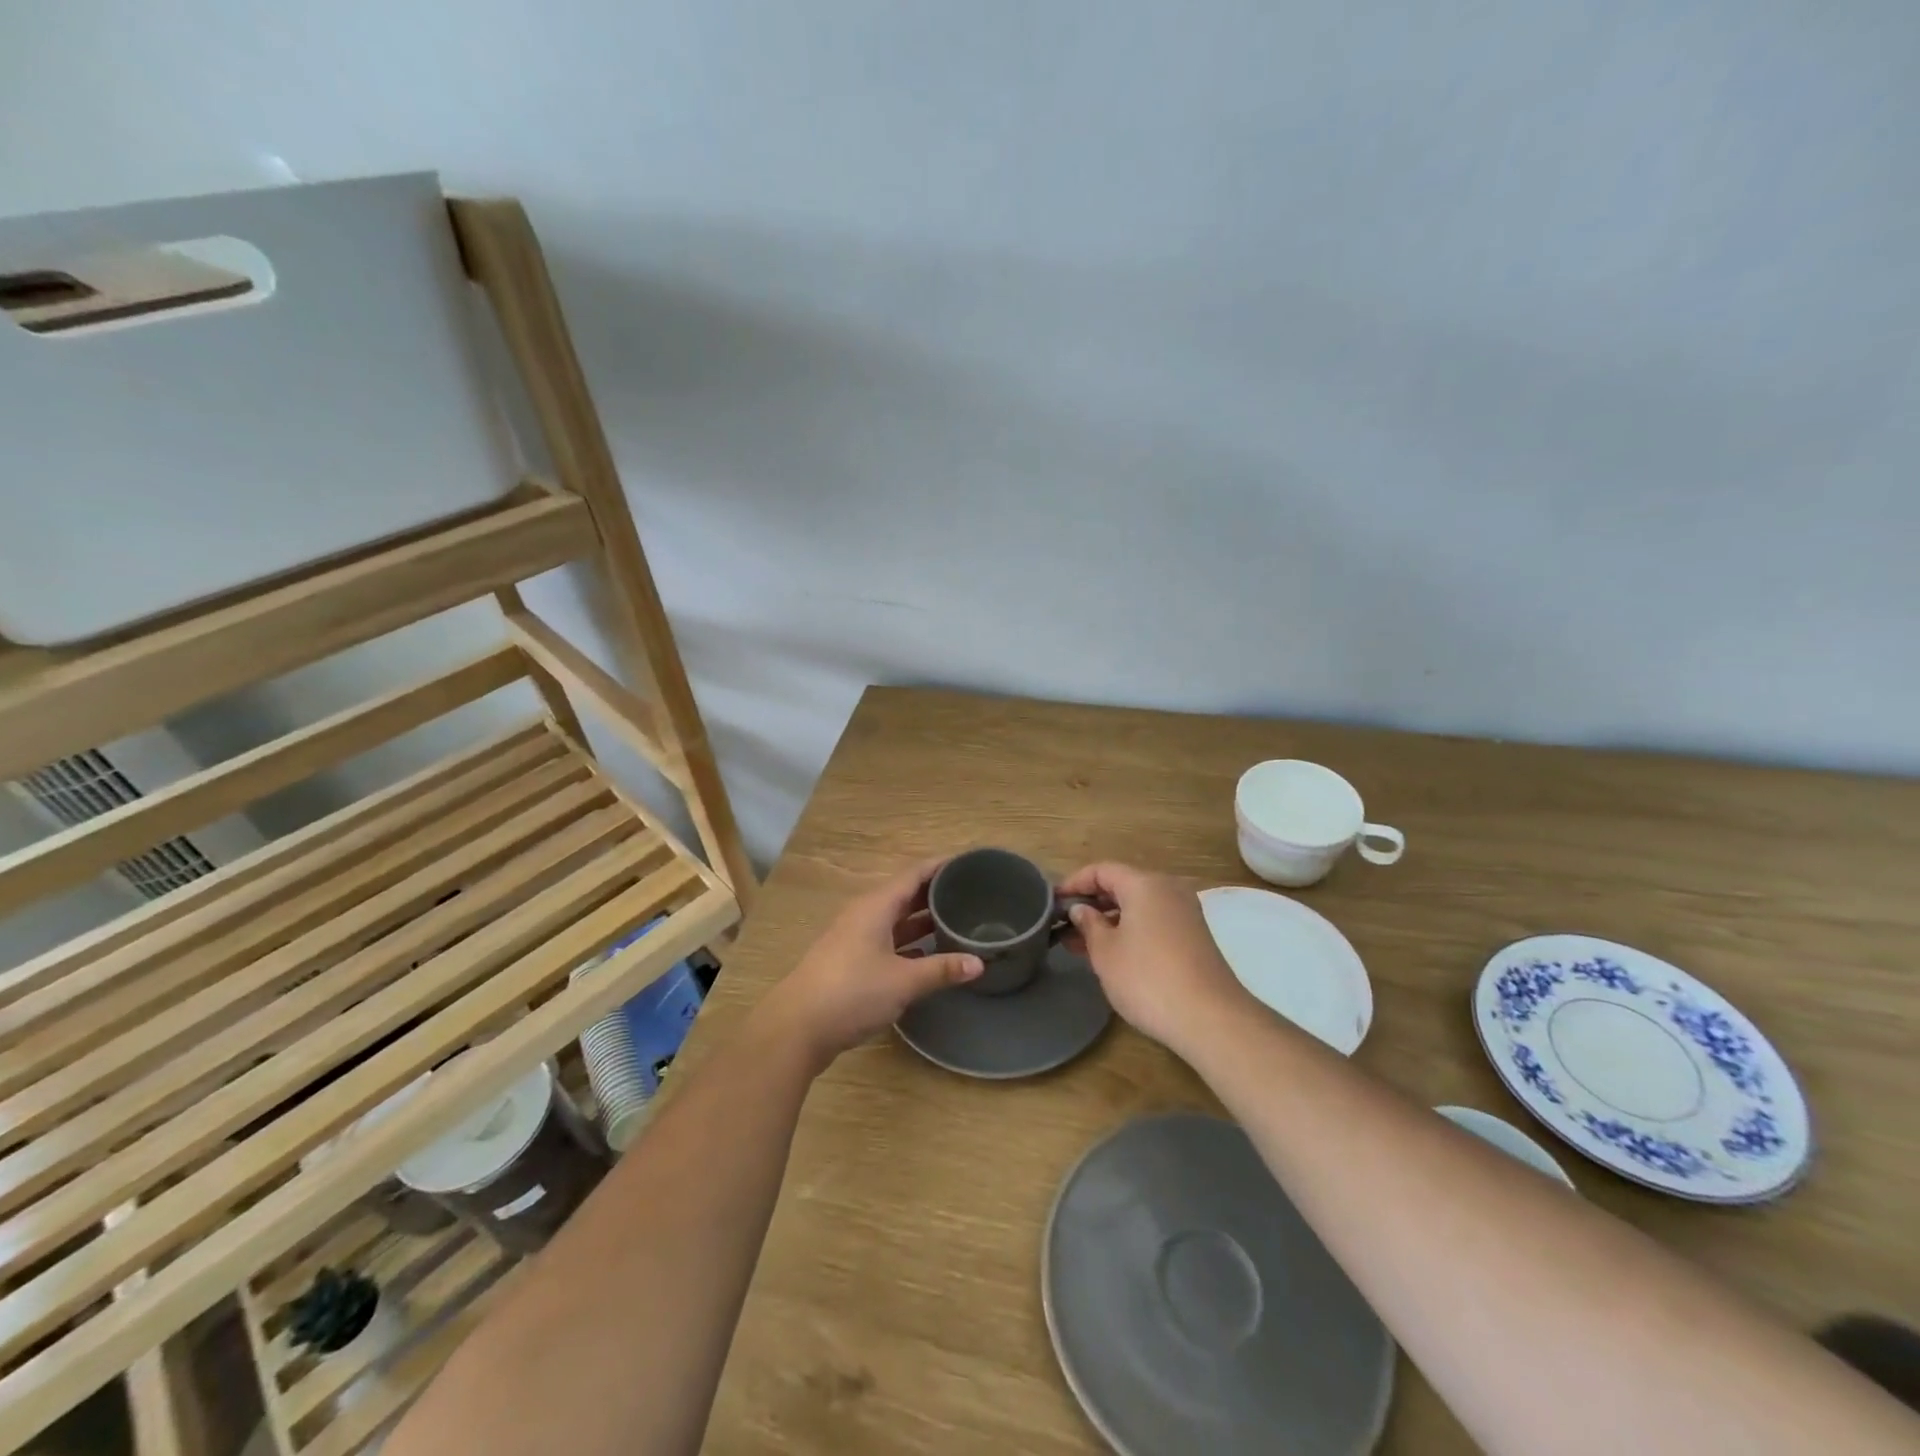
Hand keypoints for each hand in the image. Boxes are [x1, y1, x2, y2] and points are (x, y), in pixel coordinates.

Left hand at [756, 858, 983, 1067]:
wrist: (797, 1027)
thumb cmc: (852, 992)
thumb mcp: (904, 981)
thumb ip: (942, 969)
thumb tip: (979, 963)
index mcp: (877, 906)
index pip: (914, 873)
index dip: (941, 866)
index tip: (970, 863)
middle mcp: (865, 914)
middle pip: (905, 894)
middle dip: (936, 892)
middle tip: (974, 893)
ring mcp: (855, 938)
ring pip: (896, 919)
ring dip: (923, 920)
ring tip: (958, 920)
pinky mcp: (851, 961)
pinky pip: (888, 940)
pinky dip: (910, 942)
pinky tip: (930, 954)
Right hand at [1060, 862, 1251, 1056]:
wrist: (1211, 1019)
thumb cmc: (1148, 978)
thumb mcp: (1105, 952)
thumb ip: (1088, 924)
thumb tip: (1081, 909)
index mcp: (1145, 884)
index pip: (1101, 870)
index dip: (1074, 883)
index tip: (1052, 902)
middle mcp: (1169, 889)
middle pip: (1122, 885)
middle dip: (1091, 903)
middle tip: (1064, 925)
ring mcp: (1185, 913)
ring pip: (1138, 906)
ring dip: (1109, 920)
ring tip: (1080, 944)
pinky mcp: (1194, 936)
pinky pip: (1154, 921)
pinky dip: (1130, 930)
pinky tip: (1112, 954)